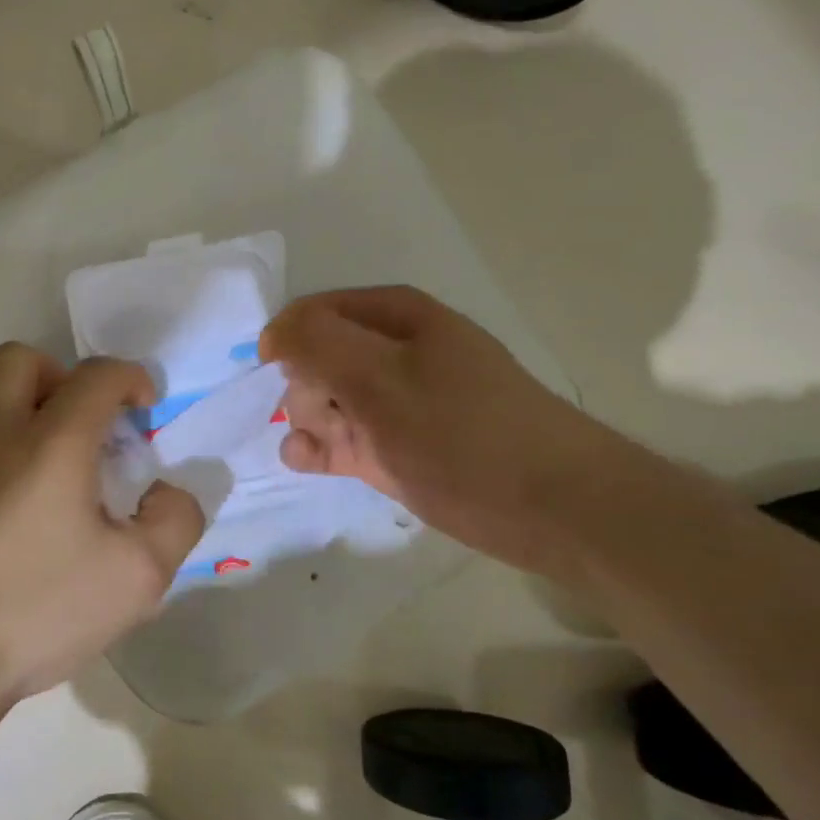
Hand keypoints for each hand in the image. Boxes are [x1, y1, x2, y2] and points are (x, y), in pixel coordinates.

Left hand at [0, 344, 203, 704]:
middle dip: (62, 378)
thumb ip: (174, 521)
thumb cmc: (37, 610)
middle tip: (84, 428)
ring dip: (23, 416)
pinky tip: (1, 518)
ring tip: (46, 480)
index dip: (131, 378)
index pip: (97, 375)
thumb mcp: (136, 577)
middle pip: (22, 360)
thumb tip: (165, 493)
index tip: (144, 409)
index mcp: (50, 441)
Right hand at [260, 287, 632, 577]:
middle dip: (304, 386)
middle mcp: (393, 353)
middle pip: (316, 356)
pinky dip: (317, 447)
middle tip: (325, 416)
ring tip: (321, 447)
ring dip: (308, 420)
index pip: (316, 311)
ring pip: (324, 400)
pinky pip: (339, 438)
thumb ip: (318, 344)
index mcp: (397, 317)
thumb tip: (272, 332)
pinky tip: (308, 460)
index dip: (290, 340)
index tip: (275, 375)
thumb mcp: (382, 377)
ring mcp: (394, 403)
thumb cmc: (462, 432)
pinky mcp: (392, 447)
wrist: (547, 508)